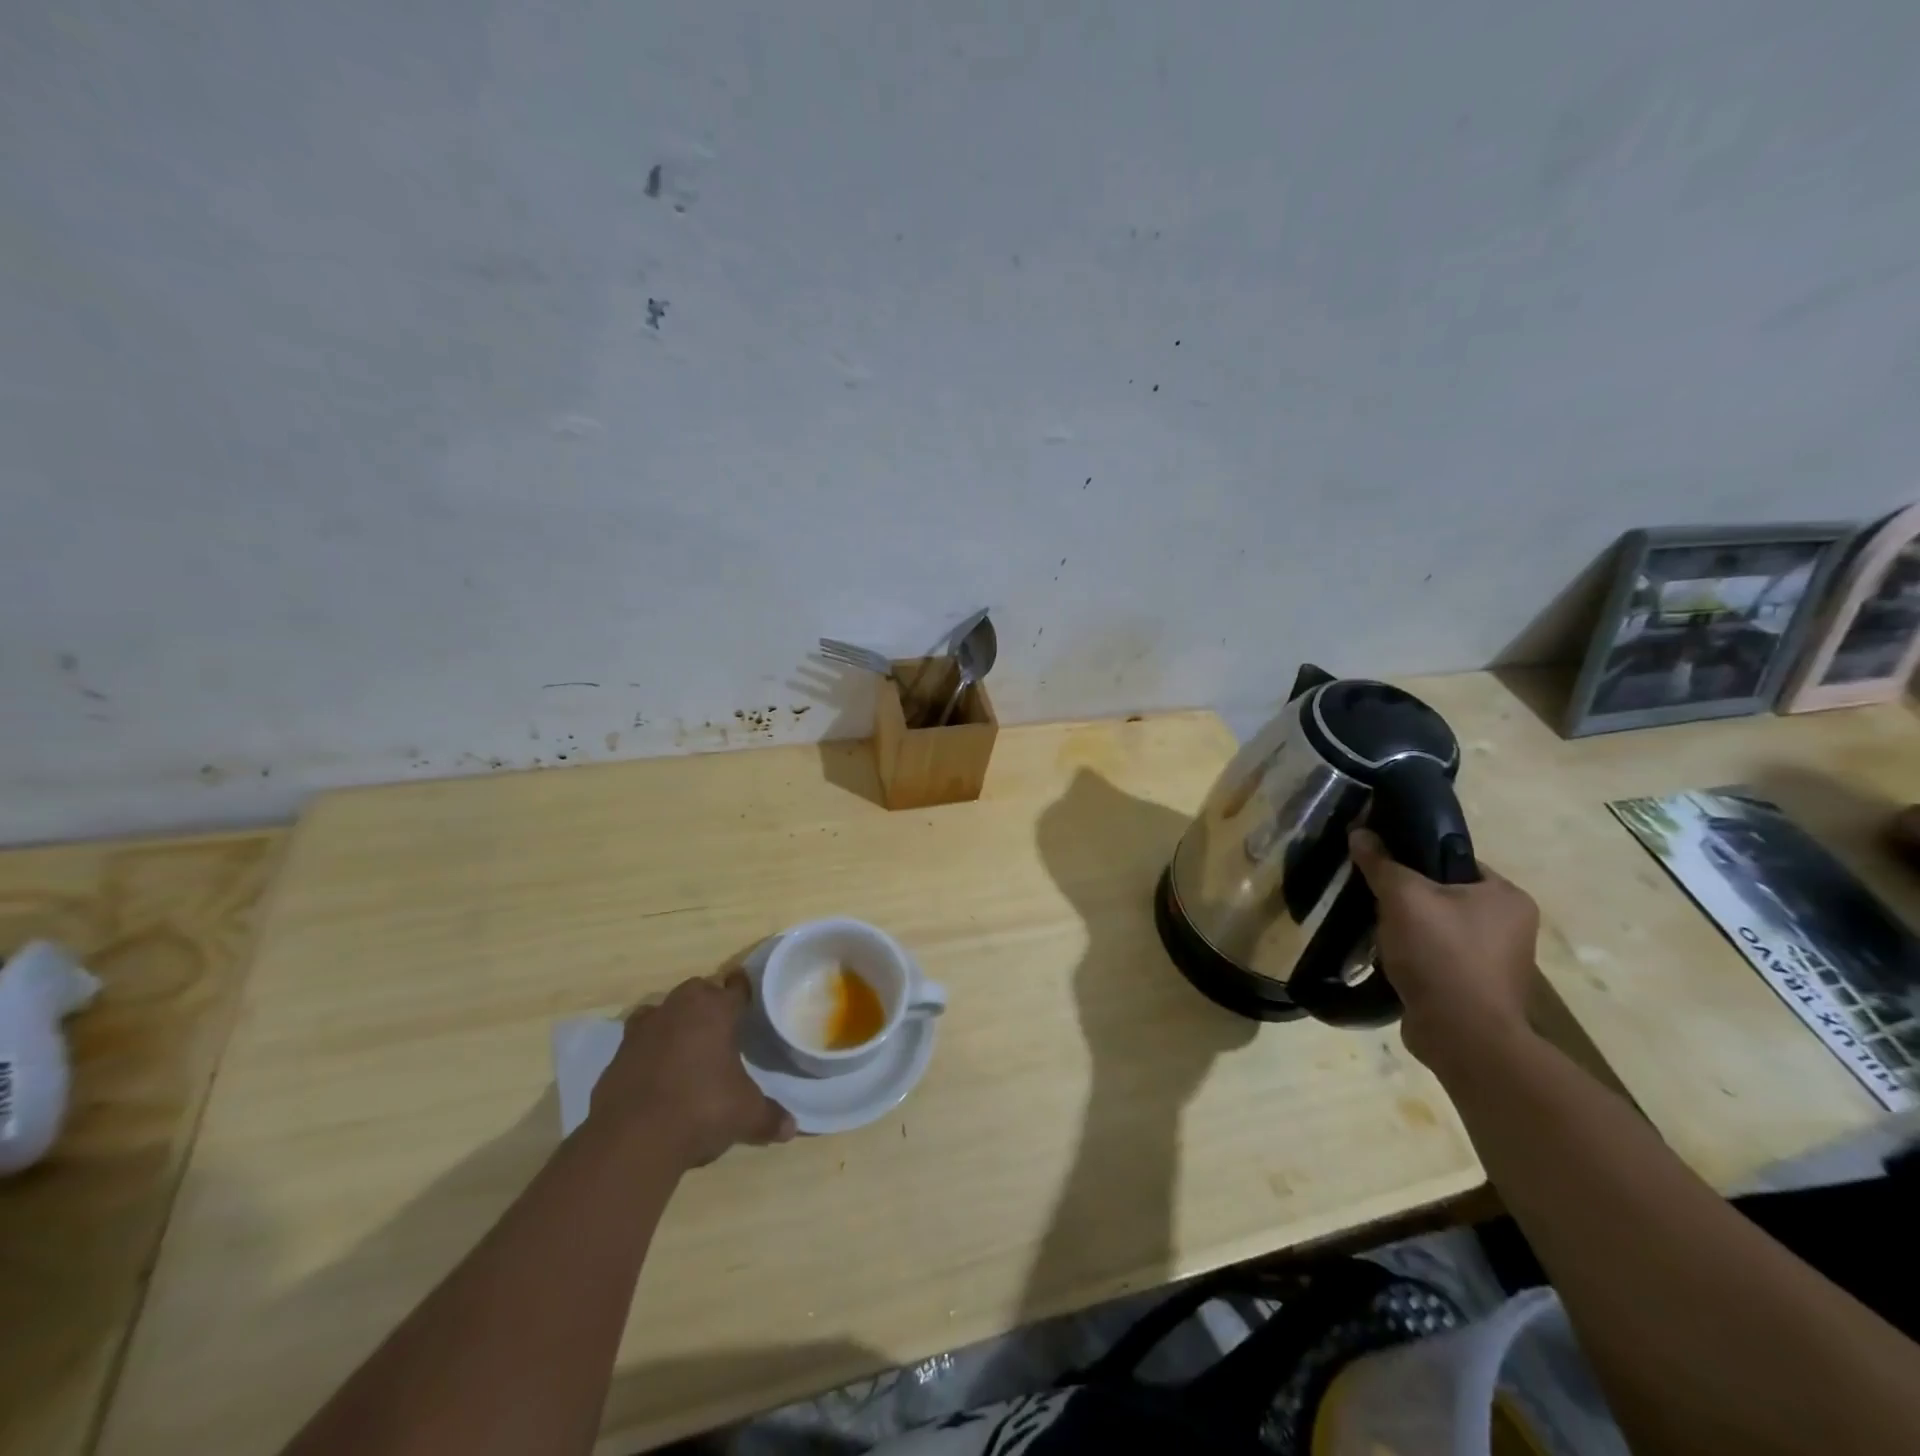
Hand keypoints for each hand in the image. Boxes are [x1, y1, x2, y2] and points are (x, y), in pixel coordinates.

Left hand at [590, 972, 795, 1168]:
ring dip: (675, 1020)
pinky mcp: (618, 1054)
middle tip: (720, 1025)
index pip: (736, 987)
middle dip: (709, 1001)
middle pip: (698, 990)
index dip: (743, 991)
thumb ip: (769, 1117)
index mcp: (716, 1010)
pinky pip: (639, 1040)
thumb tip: (791, 1128)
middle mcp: (680, 1008)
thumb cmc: (702, 1109)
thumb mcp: (745, 1115)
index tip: (747, 996)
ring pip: (664, 1009)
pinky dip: (649, 1049)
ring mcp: (644, 1029)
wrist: (632, 1138)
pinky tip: (657, 1072)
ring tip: (686, 1045)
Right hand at [1348, 828, 1540, 1072]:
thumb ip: (1381, 863)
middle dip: (1408, 896)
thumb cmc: (1441, 954)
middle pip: (1444, 894)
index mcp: (1507, 896)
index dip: (1415, 857)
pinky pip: (1437, 956)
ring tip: (1376, 927)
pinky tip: (1389, 956)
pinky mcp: (1475, 988)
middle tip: (1374, 896)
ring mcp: (1495, 961)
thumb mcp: (1403, 897)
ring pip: (1438, 927)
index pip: (1454, 860)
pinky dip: (1414, 954)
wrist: (1461, 1035)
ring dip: (1408, 927)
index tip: (1382, 863)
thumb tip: (1359, 832)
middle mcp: (1510, 926)